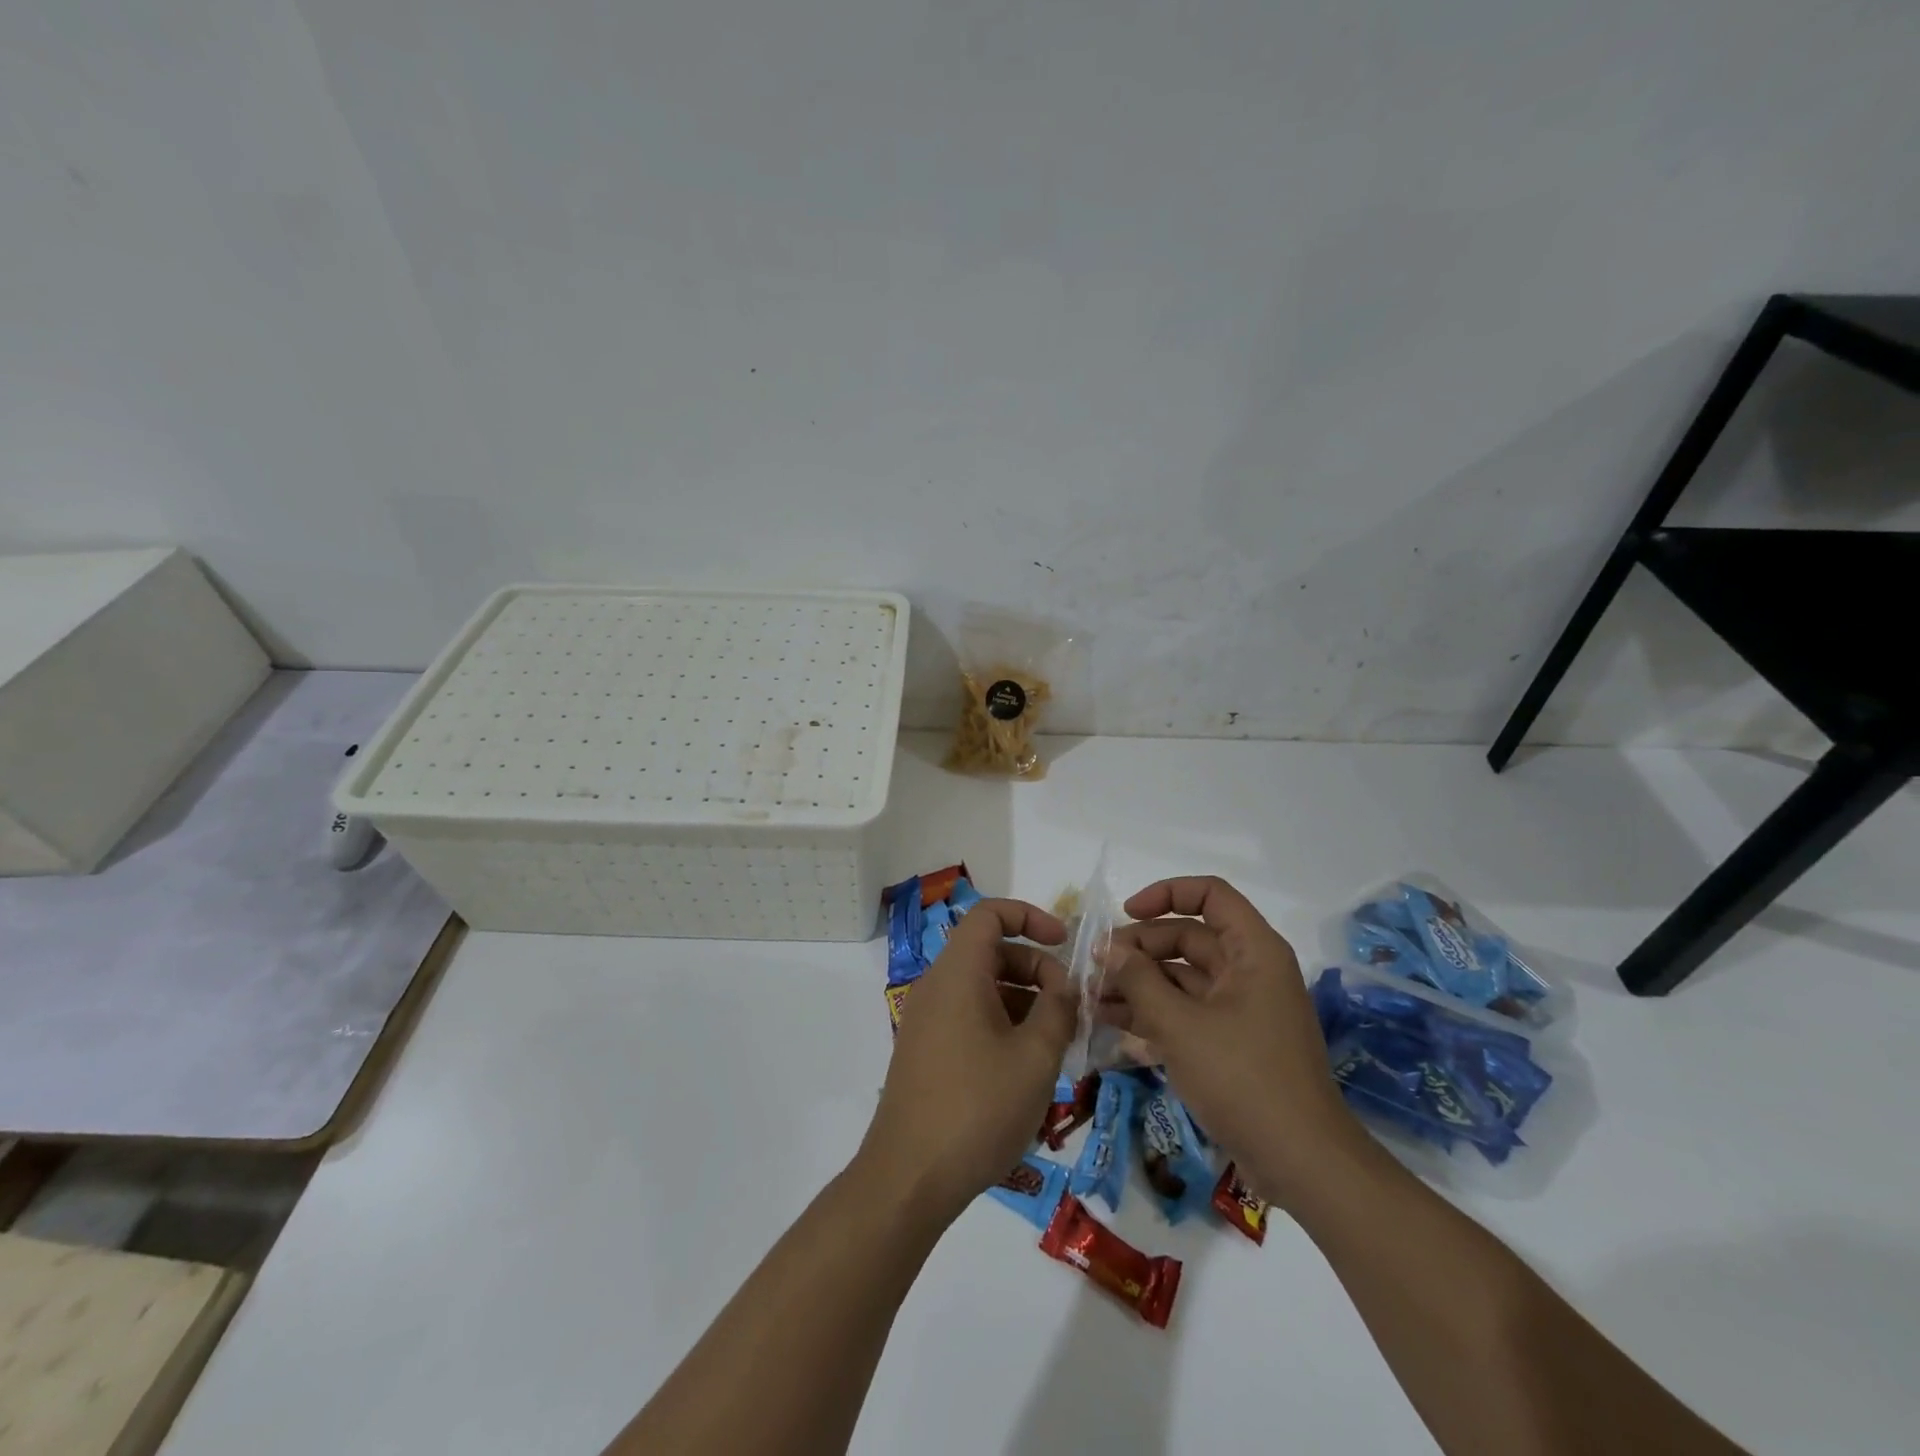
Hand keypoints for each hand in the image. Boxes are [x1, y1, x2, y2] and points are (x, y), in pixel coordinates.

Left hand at [858, 899, 1075, 1220]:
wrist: (909, 1178)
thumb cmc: (977, 1108)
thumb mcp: (1035, 1057)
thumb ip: (1059, 1010)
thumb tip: (1067, 986)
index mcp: (957, 973)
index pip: (989, 914)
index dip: (1030, 917)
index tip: (1065, 943)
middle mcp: (936, 986)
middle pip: (989, 951)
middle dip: (1036, 968)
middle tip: (1070, 1007)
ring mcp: (926, 1019)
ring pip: (982, 987)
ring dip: (1023, 1001)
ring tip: (1057, 1042)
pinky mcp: (925, 1050)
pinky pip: (968, 1015)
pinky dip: (1002, 1023)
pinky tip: (1027, 1066)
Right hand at [1102, 876, 1358, 1206]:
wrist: (1303, 1165)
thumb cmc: (1244, 1079)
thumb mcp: (1180, 1025)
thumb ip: (1139, 980)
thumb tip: (1106, 947)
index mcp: (1253, 951)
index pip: (1210, 894)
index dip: (1165, 894)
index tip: (1124, 914)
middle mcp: (1249, 970)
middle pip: (1188, 937)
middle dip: (1139, 948)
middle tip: (1095, 967)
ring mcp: (1241, 1008)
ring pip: (1182, 977)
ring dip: (1139, 982)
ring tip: (1091, 996)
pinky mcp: (1231, 1042)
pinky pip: (1186, 1011)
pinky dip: (1152, 1012)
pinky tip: (1111, 1023)